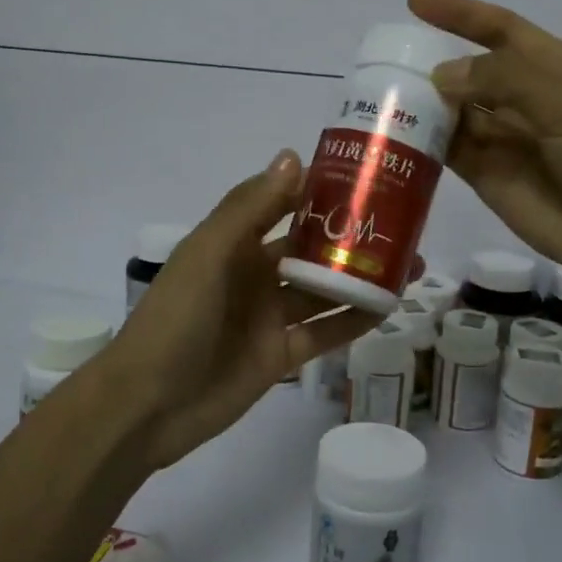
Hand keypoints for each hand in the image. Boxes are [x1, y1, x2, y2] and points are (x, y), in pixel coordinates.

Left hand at [101, 150, 380, 469]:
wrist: (149, 404)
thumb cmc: (175, 318)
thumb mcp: (208, 254)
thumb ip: (250, 208)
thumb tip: (293, 157)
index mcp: (234, 243)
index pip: (283, 205)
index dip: (320, 191)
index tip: (367, 176)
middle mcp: (255, 274)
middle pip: (312, 248)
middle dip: (352, 237)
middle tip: (405, 224)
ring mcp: (269, 317)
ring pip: (324, 290)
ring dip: (362, 277)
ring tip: (412, 263)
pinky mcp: (281, 355)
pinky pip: (325, 333)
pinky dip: (354, 321)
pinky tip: (388, 308)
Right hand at [408, 0, 561, 294]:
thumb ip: (505, 82)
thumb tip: (440, 74)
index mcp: (552, 70)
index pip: (499, 29)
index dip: (460, 13)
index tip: (415, 1)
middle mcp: (523, 100)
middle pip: (469, 71)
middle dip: (431, 62)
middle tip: (383, 61)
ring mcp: (503, 140)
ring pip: (453, 112)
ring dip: (422, 103)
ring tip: (379, 96)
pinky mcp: (487, 177)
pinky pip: (449, 152)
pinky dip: (424, 142)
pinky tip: (396, 136)